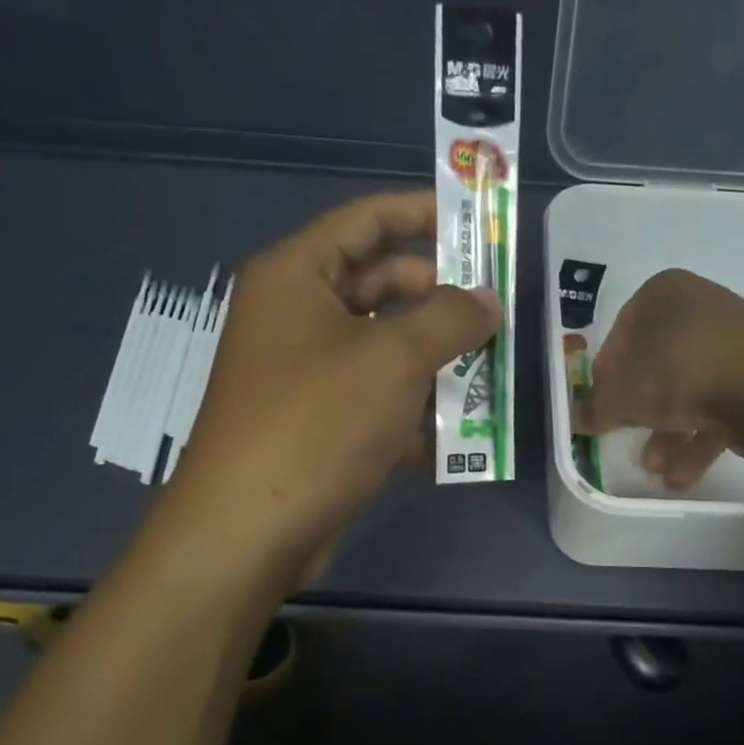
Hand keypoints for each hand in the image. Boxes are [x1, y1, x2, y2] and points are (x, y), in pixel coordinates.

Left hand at [169, 191, 498, 572]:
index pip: (366, 220)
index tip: (478, 223)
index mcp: (296, 276)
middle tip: (495, 312)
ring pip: (380, 346)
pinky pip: (370, 396)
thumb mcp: (394, 360)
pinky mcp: (312, 421)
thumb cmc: (317, 422)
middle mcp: (293, 315)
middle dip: (438, 298)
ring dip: (432, 359)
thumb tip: (487, 299)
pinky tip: (452, 436)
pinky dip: (408, 408)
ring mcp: (301, 371)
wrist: (248, 531)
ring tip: (489, 372)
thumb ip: (450, 319)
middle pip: (378, 284)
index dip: (423, 213)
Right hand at [571, 268, 743, 490]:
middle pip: (657, 366)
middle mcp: (700, 309)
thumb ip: (594, 408)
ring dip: (669, 435)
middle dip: (641, 414)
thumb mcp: (620, 395)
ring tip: (658, 470)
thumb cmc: (676, 371)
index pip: (621, 333)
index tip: (603, 406)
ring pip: (690, 391)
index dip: (606, 375)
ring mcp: (736, 341)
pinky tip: (686, 474)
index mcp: (663, 294)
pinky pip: (721, 404)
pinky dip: (701, 437)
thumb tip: (573, 419)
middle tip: (627, 442)